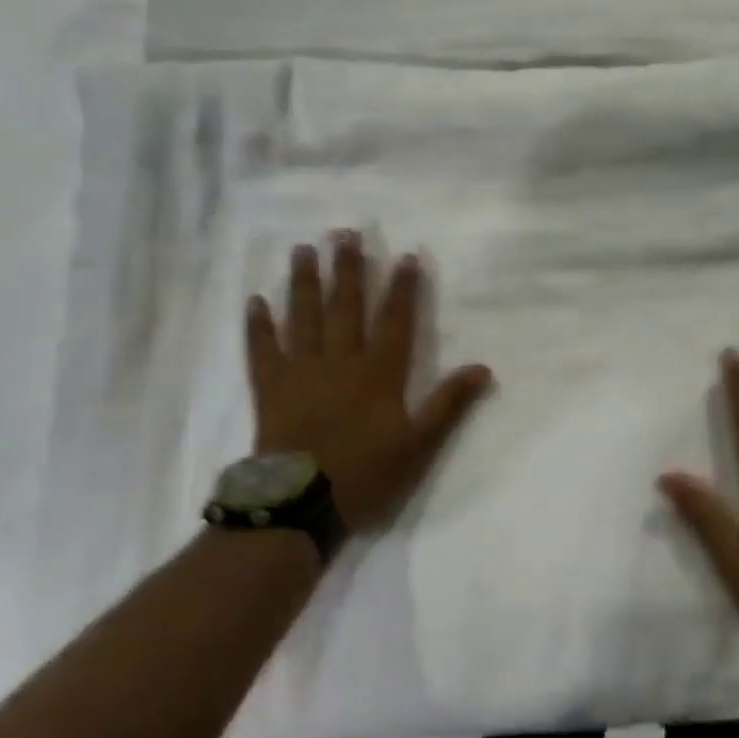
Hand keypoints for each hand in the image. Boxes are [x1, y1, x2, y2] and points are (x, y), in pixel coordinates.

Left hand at [245, 232, 494, 533]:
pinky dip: (258, 326)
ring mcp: (301, 371)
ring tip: (303, 249)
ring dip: (304, 282)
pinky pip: (262, 350)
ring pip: (303, 317)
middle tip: (345, 232)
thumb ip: (449, 404)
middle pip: (346, 306)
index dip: (402, 288)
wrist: (300, 505)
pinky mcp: (270, 388)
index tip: (405, 256)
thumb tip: (484, 368)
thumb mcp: (419, 445)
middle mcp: (340, 361)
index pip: (395, 320)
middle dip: (349, 269)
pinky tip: (254, 301)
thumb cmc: (365, 474)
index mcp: (378, 373)